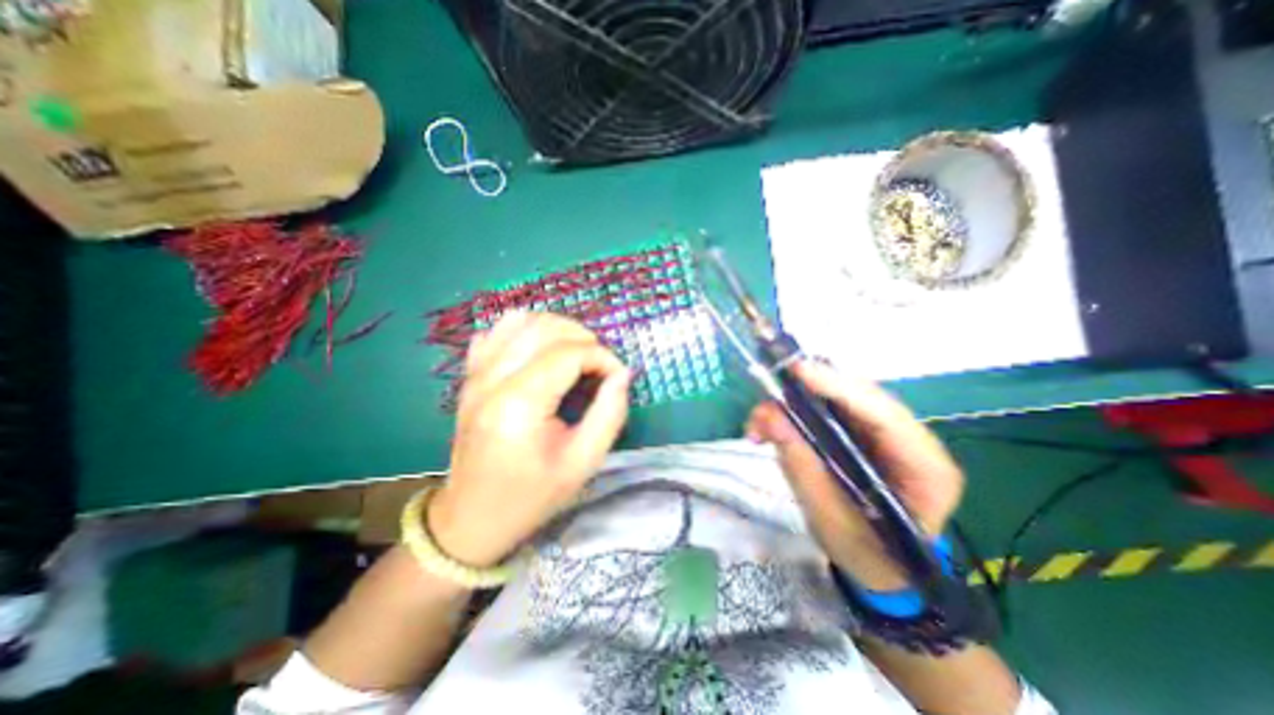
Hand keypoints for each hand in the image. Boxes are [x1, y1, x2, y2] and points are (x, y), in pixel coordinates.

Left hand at [425, 312, 628, 569]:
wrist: (472, 517)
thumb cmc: (532, 496)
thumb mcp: (583, 463)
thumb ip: (609, 413)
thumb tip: (622, 374)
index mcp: (519, 404)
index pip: (569, 353)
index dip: (603, 357)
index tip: (618, 376)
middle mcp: (492, 379)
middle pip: (545, 328)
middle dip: (584, 338)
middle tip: (600, 366)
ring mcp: (475, 373)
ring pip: (521, 321)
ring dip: (557, 329)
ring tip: (576, 354)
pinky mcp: (470, 376)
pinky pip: (497, 332)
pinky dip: (526, 330)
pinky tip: (542, 352)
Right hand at [744, 361, 959, 589]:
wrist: (881, 569)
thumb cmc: (866, 555)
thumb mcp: (829, 518)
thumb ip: (800, 465)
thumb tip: (769, 416)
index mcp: (926, 468)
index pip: (884, 415)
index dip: (839, 388)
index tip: (798, 371)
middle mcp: (912, 441)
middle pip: (860, 398)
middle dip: (809, 393)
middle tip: (767, 404)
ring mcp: (887, 435)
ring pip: (840, 399)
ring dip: (796, 403)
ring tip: (760, 422)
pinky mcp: (864, 434)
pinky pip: (829, 411)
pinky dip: (796, 414)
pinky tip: (772, 426)